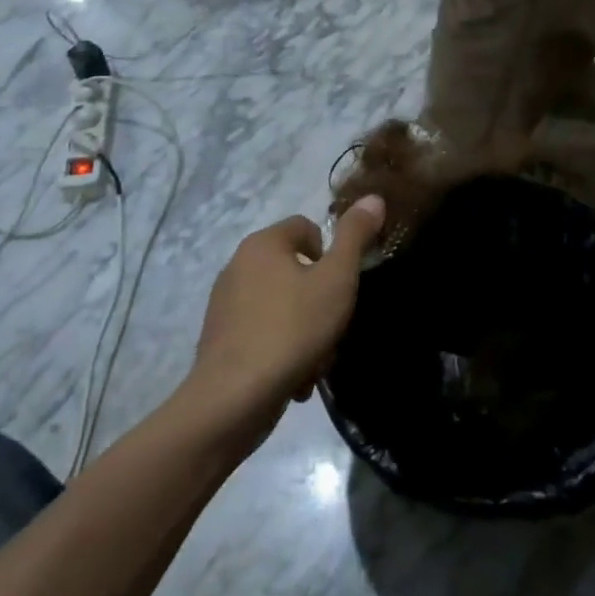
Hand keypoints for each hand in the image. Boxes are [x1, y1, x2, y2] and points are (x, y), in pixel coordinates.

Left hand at [188, 196, 385, 437]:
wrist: (234, 398)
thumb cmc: (292, 328)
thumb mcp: (337, 279)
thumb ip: (355, 236)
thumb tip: (373, 197)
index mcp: (262, 244)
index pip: (306, 227)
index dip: (331, 253)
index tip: (340, 286)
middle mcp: (237, 266)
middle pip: (296, 270)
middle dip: (321, 300)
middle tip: (333, 327)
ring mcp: (225, 304)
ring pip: (283, 306)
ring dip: (307, 331)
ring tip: (316, 361)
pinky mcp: (221, 340)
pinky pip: (264, 333)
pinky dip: (284, 350)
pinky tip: (295, 379)